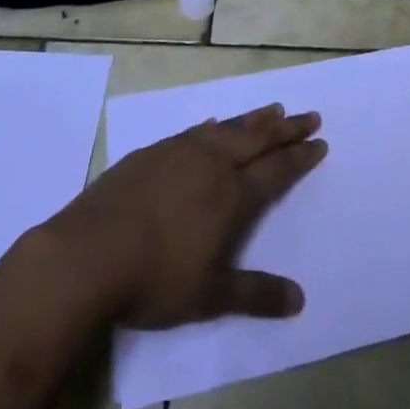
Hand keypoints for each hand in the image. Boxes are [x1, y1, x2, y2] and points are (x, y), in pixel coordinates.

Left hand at [50, 102, 327, 327]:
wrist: (89, 254)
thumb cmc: (155, 280)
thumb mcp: (209, 296)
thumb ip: (255, 295)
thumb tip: (299, 299)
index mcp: (231, 196)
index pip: (276, 170)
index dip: (300, 156)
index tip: (320, 141)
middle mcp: (211, 164)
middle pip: (257, 139)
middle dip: (286, 127)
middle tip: (309, 115)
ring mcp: (180, 152)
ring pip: (227, 128)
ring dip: (254, 119)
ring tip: (273, 109)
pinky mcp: (152, 152)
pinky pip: (194, 131)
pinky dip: (213, 126)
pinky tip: (213, 124)